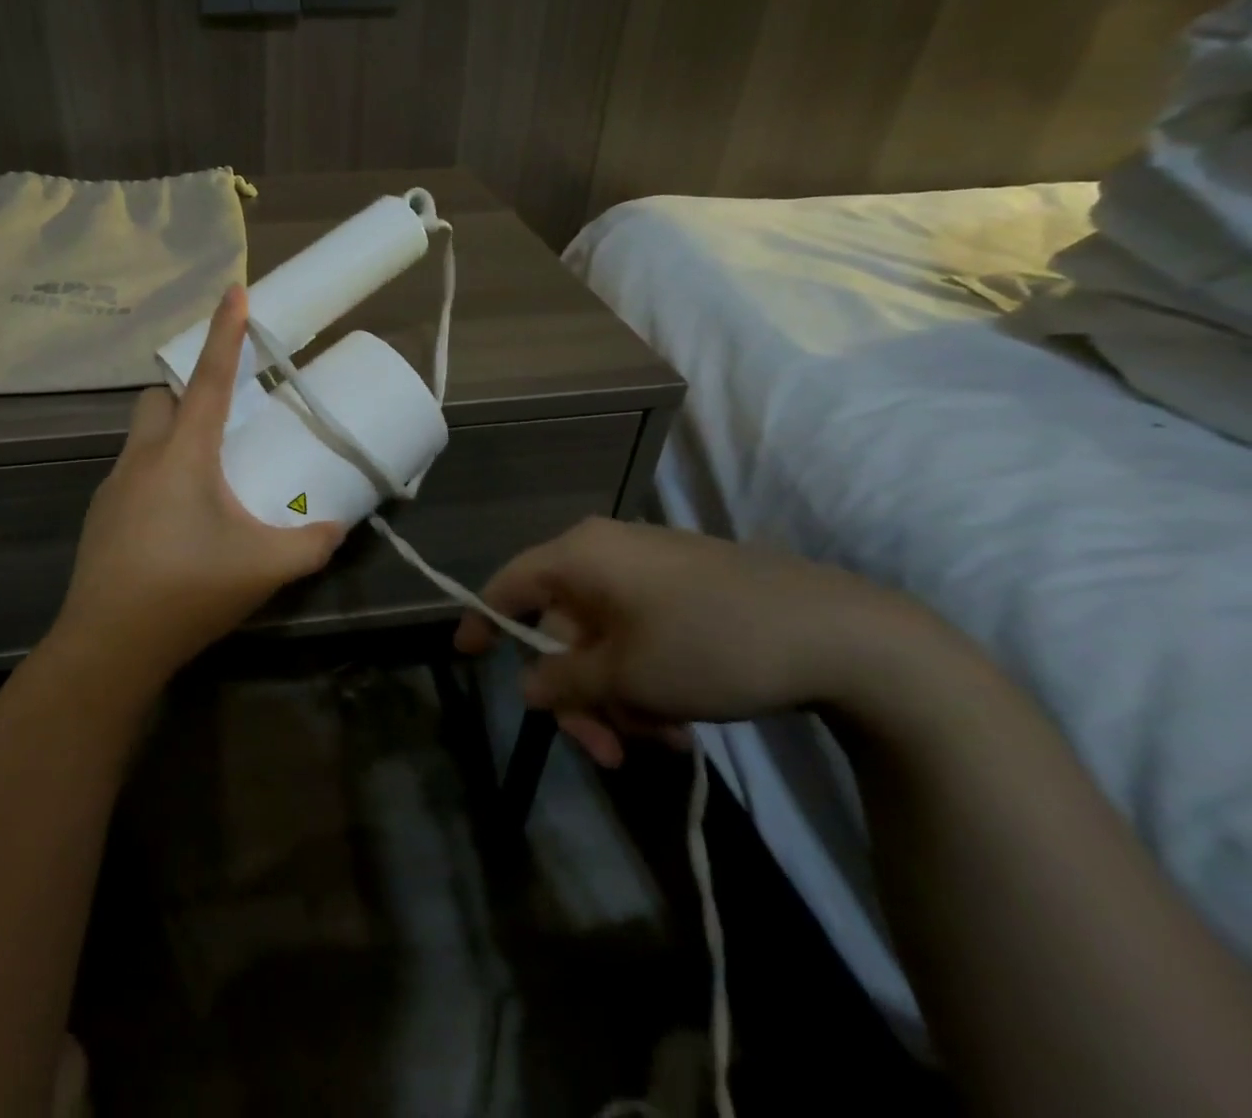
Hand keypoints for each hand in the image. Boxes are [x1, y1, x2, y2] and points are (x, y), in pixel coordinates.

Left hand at [52, 285, 346, 684]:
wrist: (108, 647)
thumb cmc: (187, 590)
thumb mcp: (264, 567)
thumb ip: (311, 544)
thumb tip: (336, 528)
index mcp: (183, 453)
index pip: (207, 377)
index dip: (225, 332)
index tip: (234, 290)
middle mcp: (142, 457)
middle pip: (157, 398)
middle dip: (186, 392)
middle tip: (222, 419)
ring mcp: (114, 487)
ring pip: (142, 437)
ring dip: (171, 437)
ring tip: (207, 477)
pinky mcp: (102, 517)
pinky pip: (133, 474)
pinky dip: (158, 476)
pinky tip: (178, 521)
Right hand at [454, 517, 947, 765]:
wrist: (842, 634)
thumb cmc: (711, 645)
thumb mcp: (628, 675)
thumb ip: (566, 682)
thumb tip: (528, 686)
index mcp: (581, 557)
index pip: (510, 583)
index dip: (483, 619)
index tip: (466, 656)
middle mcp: (608, 554)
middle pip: (563, 628)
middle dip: (579, 694)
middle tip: (604, 753)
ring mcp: (651, 571)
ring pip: (605, 641)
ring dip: (618, 698)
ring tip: (660, 743)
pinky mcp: (688, 591)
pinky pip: (642, 637)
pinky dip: (647, 681)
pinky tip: (680, 723)